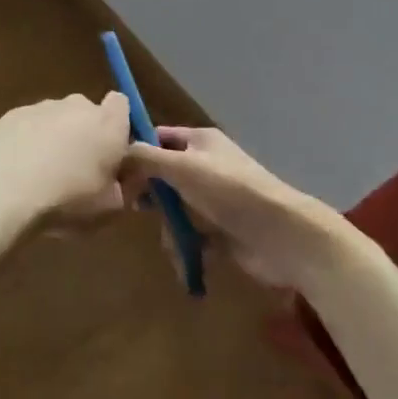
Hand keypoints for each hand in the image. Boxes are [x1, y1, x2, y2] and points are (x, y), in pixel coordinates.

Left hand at [0, 93, 132, 227]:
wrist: (3, 191)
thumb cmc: (68, 200)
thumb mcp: (112, 208)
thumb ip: (129, 187)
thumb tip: (132, 175)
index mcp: (109, 124)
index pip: (122, 104)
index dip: (119, 125)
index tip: (114, 152)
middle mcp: (78, 106)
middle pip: (88, 113)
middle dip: (86, 134)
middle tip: (79, 170)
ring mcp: (42, 106)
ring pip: (57, 119)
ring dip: (56, 138)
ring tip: (43, 175)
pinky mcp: (12, 114)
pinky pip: (29, 125)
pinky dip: (29, 141)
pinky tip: (19, 170)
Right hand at [121, 127, 339, 289]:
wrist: (282, 235)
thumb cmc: (229, 191)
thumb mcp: (182, 167)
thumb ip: (145, 158)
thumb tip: (116, 152)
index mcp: (200, 142)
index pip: (159, 137)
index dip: (137, 150)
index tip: (115, 171)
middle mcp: (206, 167)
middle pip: (164, 176)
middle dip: (151, 195)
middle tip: (137, 208)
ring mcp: (214, 201)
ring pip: (175, 210)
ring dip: (170, 229)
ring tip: (173, 243)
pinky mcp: (221, 232)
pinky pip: (191, 237)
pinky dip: (185, 249)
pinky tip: (185, 261)